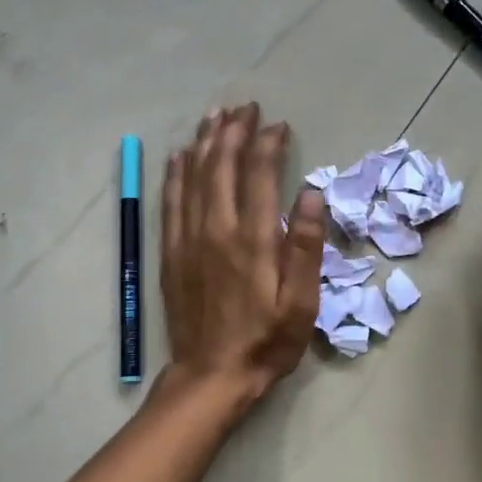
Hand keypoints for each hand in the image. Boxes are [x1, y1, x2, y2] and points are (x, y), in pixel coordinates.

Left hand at [159, 104, 324, 413]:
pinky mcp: (171, 252)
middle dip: (234, 131)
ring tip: (215, 117)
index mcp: (253, 239)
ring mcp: (188, 239)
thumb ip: (305, 246)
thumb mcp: (301, 302)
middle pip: (222, 166)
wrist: (212, 375)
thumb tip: (311, 193)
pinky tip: (180, 156)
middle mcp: (216, 229)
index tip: (278, 124)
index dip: (268, 144)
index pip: (259, 174)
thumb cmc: (266, 341)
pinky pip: (170, 202)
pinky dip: (175, 174)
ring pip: (194, 177)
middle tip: (244, 107)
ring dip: (205, 143)